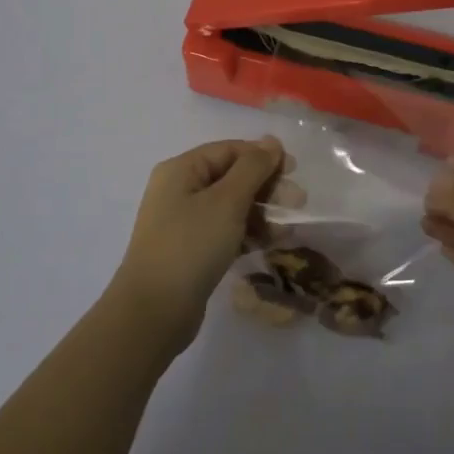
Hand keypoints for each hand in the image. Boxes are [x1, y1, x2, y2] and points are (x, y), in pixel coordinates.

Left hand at [108, 138, 283, 355]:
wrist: (154, 311)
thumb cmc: (191, 246)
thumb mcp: (227, 201)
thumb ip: (253, 168)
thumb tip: (271, 142)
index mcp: (182, 170)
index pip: (229, 150)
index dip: (263, 157)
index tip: (295, 171)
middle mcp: (179, 190)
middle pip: (231, 177)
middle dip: (266, 188)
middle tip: (298, 203)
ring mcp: (183, 222)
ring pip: (231, 206)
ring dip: (261, 213)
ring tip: (287, 230)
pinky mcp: (190, 250)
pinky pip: (225, 231)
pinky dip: (248, 233)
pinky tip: (270, 244)